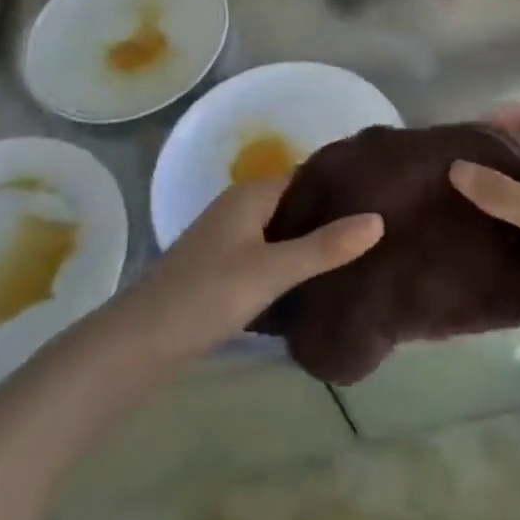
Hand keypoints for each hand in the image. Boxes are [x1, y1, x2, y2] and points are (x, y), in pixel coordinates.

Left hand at [112, 177, 382, 362]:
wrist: (138, 344)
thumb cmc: (206, 295)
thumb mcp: (271, 270)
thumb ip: (324, 247)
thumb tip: (378, 219)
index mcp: (250, 195)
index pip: (306, 175)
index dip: (341, 184)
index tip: (381, 195)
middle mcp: (239, 208)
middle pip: (295, 203)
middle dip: (332, 215)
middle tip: (380, 229)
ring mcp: (229, 240)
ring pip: (282, 231)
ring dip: (314, 241)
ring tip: (361, 254)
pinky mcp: (223, 270)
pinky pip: (269, 255)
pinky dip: (293, 263)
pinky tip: (319, 282)